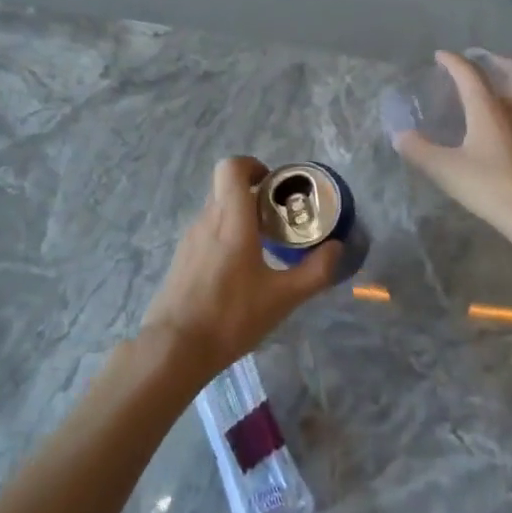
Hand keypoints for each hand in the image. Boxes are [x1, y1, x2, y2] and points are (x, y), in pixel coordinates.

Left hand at [139, 156, 341, 380]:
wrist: (175, 347)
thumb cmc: (231, 316)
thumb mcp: (282, 298)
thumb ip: (314, 271)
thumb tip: (336, 248)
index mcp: (230, 219)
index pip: (231, 167)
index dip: (253, 165)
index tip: (274, 185)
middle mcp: (206, 220)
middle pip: (226, 187)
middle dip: (253, 193)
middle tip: (278, 217)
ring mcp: (190, 238)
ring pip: (216, 210)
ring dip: (239, 216)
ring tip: (264, 246)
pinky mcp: (182, 258)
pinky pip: (207, 232)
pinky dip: (225, 236)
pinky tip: (240, 270)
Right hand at [393, 51, 511, 255]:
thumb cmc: (490, 186)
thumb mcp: (445, 169)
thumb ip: (419, 150)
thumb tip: (399, 135)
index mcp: (489, 108)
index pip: (470, 74)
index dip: (453, 61)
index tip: (440, 56)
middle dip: (496, 61)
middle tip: (480, 62)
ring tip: (499, 87)